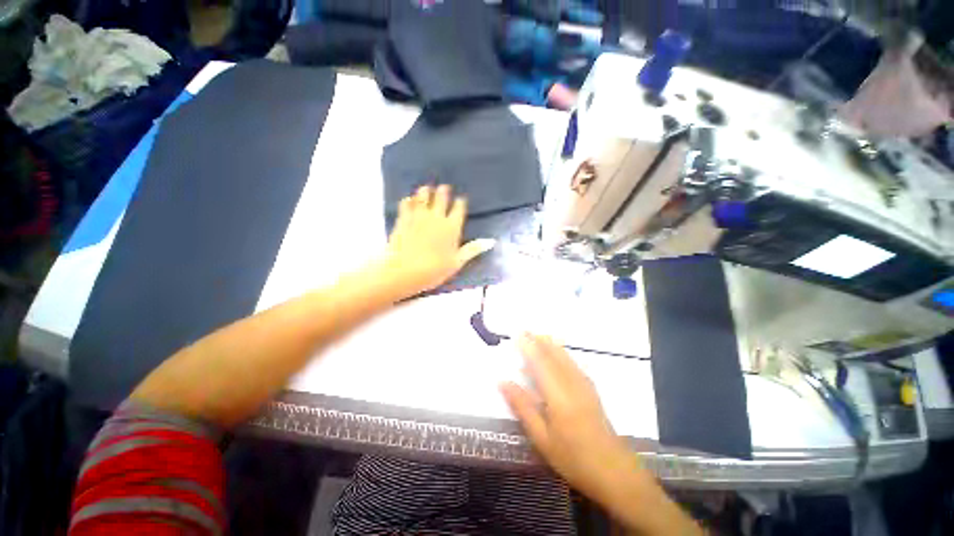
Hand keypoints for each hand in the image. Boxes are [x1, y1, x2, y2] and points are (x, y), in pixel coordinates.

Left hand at [381, 185, 493, 298]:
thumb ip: (473, 249)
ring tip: (427, 189)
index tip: (461, 199)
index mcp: (452, 227)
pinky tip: (409, 200)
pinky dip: (409, 200)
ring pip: (423, 195)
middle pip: (442, 197)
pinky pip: (406, 203)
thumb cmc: (434, 269)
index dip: (460, 202)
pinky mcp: (403, 218)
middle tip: (444, 188)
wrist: (404, 271)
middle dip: (444, 191)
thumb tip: (491, 241)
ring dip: (426, 191)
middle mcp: (437, 217)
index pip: (459, 208)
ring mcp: (418, 215)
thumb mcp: (457, 262)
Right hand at [500, 334, 644, 506]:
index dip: (528, 346)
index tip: (516, 335)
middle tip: (524, 330)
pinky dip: (562, 353)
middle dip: (538, 340)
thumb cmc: (573, 458)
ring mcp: (584, 384)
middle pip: (553, 355)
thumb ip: (522, 406)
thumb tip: (503, 381)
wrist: (614, 471)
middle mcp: (572, 383)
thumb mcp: (541, 437)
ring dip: (550, 344)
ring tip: (538, 335)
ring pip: (565, 356)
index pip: (540, 362)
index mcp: (558, 394)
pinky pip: (573, 363)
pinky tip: (559, 353)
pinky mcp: (591, 389)